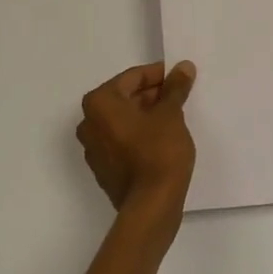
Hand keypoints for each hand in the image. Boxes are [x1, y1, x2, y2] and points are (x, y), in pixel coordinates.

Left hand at [76, 61, 197, 223]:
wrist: (151, 206)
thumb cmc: (159, 151)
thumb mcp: (171, 114)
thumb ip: (175, 88)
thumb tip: (183, 67)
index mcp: (100, 103)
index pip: (132, 78)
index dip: (158, 74)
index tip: (179, 75)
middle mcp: (89, 122)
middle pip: (124, 98)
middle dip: (152, 94)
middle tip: (180, 94)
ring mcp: (94, 148)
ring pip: (123, 120)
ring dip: (147, 114)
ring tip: (175, 115)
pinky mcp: (104, 168)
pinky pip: (122, 140)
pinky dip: (140, 133)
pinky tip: (163, 137)